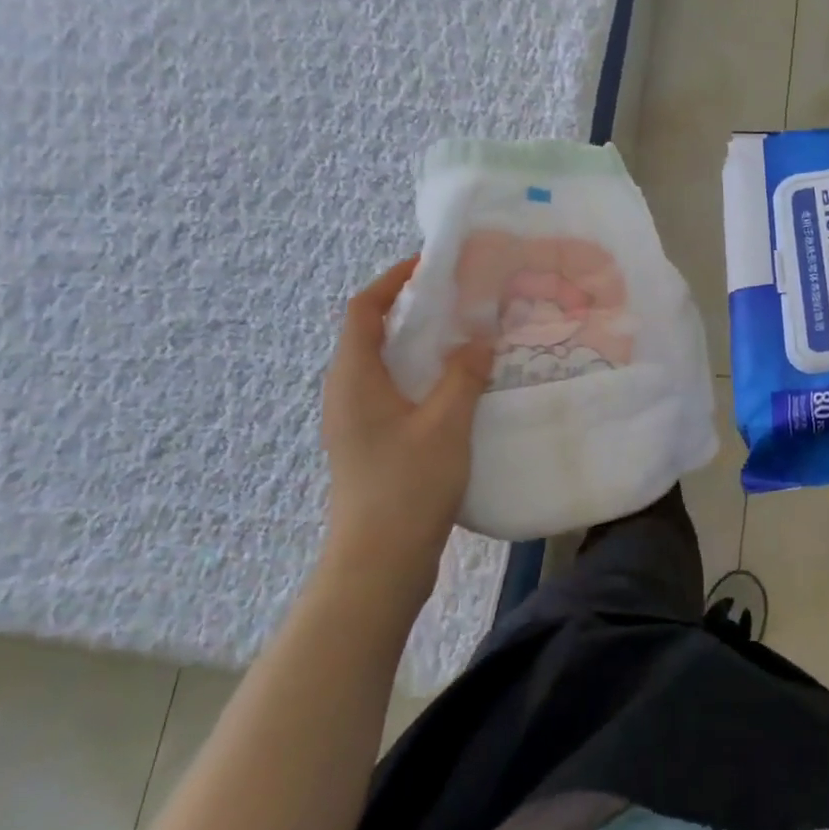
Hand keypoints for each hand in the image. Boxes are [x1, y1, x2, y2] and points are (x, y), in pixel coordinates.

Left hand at [319, 257, 493, 598]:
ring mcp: (357, 421)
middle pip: (372, 332)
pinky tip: (458, 388)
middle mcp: (347, 393)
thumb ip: (464, 374)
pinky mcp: (371, 444)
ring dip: (420, 345)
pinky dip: (422, 376)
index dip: (392, 280)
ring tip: (465, 338)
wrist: (378, 564)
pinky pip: (395, 392)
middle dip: (412, 309)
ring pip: (385, 365)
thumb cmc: (407, 485)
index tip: (430, 265)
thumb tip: (480, 339)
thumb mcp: (446, 423)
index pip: (363, 309)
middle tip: (459, 299)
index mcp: (354, 377)